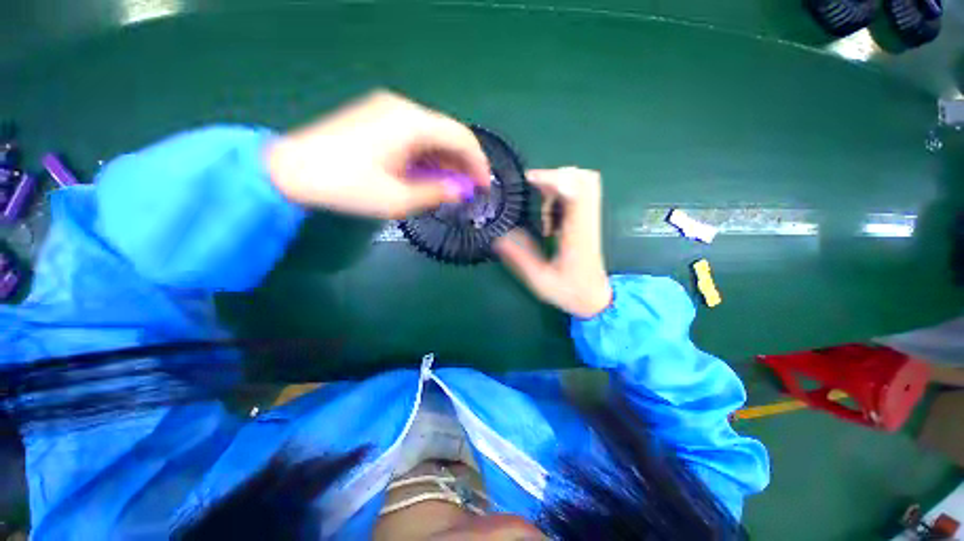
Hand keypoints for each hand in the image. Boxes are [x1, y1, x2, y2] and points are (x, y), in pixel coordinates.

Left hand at [265, 90, 490, 218]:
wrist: (291, 170)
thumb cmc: (348, 187)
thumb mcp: (398, 199)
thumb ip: (436, 192)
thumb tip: (461, 191)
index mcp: (411, 124)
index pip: (461, 137)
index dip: (478, 162)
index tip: (484, 185)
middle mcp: (403, 108)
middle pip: (448, 133)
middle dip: (463, 162)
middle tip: (469, 189)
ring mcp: (387, 109)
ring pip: (432, 133)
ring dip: (446, 159)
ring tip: (451, 185)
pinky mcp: (376, 116)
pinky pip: (414, 134)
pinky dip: (428, 154)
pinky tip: (428, 172)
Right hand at [494, 168, 611, 318]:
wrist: (595, 299)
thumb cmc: (570, 291)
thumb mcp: (539, 280)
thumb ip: (520, 257)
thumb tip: (498, 238)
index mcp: (577, 234)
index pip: (577, 192)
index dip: (554, 178)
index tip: (529, 180)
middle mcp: (587, 221)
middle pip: (584, 179)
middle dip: (557, 176)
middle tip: (534, 190)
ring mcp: (589, 220)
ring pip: (583, 184)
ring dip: (558, 187)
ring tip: (540, 210)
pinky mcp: (586, 222)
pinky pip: (578, 195)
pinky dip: (561, 197)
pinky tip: (548, 218)